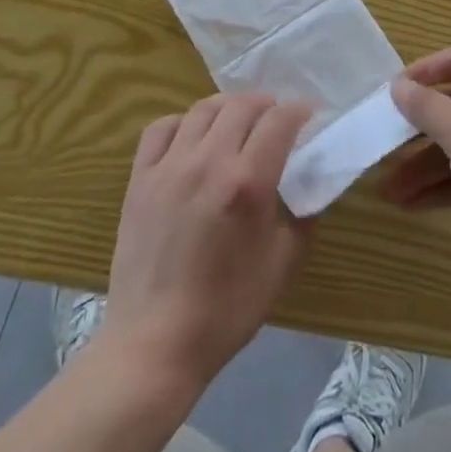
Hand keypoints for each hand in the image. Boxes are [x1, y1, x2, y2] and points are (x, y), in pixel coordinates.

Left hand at [102, 93, 312, 390]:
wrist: (154, 345)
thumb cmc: (226, 310)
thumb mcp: (283, 265)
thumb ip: (302, 215)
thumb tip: (310, 182)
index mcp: (248, 182)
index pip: (280, 120)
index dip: (299, 112)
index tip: (308, 118)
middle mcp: (209, 161)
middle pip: (242, 106)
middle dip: (266, 105)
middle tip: (276, 120)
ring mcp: (170, 167)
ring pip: (203, 110)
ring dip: (227, 108)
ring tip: (237, 122)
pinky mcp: (140, 178)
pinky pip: (162, 128)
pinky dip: (182, 122)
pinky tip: (192, 138)